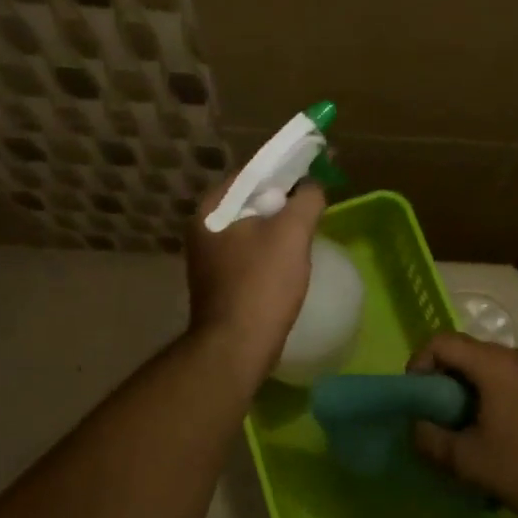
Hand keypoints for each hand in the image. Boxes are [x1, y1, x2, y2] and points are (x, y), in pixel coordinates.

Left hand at [185, 176, 326, 375]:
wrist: (236, 347)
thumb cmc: (262, 283)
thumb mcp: (292, 232)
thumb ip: (307, 199)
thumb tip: (312, 186)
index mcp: (212, 208)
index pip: (252, 173)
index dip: (285, 169)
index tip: (314, 175)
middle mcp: (203, 228)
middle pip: (252, 200)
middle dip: (284, 201)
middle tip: (314, 206)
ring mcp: (209, 257)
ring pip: (253, 228)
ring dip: (279, 228)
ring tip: (307, 233)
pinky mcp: (220, 281)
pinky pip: (251, 253)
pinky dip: (271, 251)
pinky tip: (291, 262)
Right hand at [407, 332, 517, 517]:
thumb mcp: (470, 461)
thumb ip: (432, 440)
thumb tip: (417, 427)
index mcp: (496, 364)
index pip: (442, 342)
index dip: (419, 364)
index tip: (415, 399)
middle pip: (467, 353)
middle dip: (443, 382)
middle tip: (435, 419)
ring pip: (490, 370)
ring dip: (469, 393)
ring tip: (464, 433)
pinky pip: (512, 383)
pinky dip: (494, 399)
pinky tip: (497, 438)